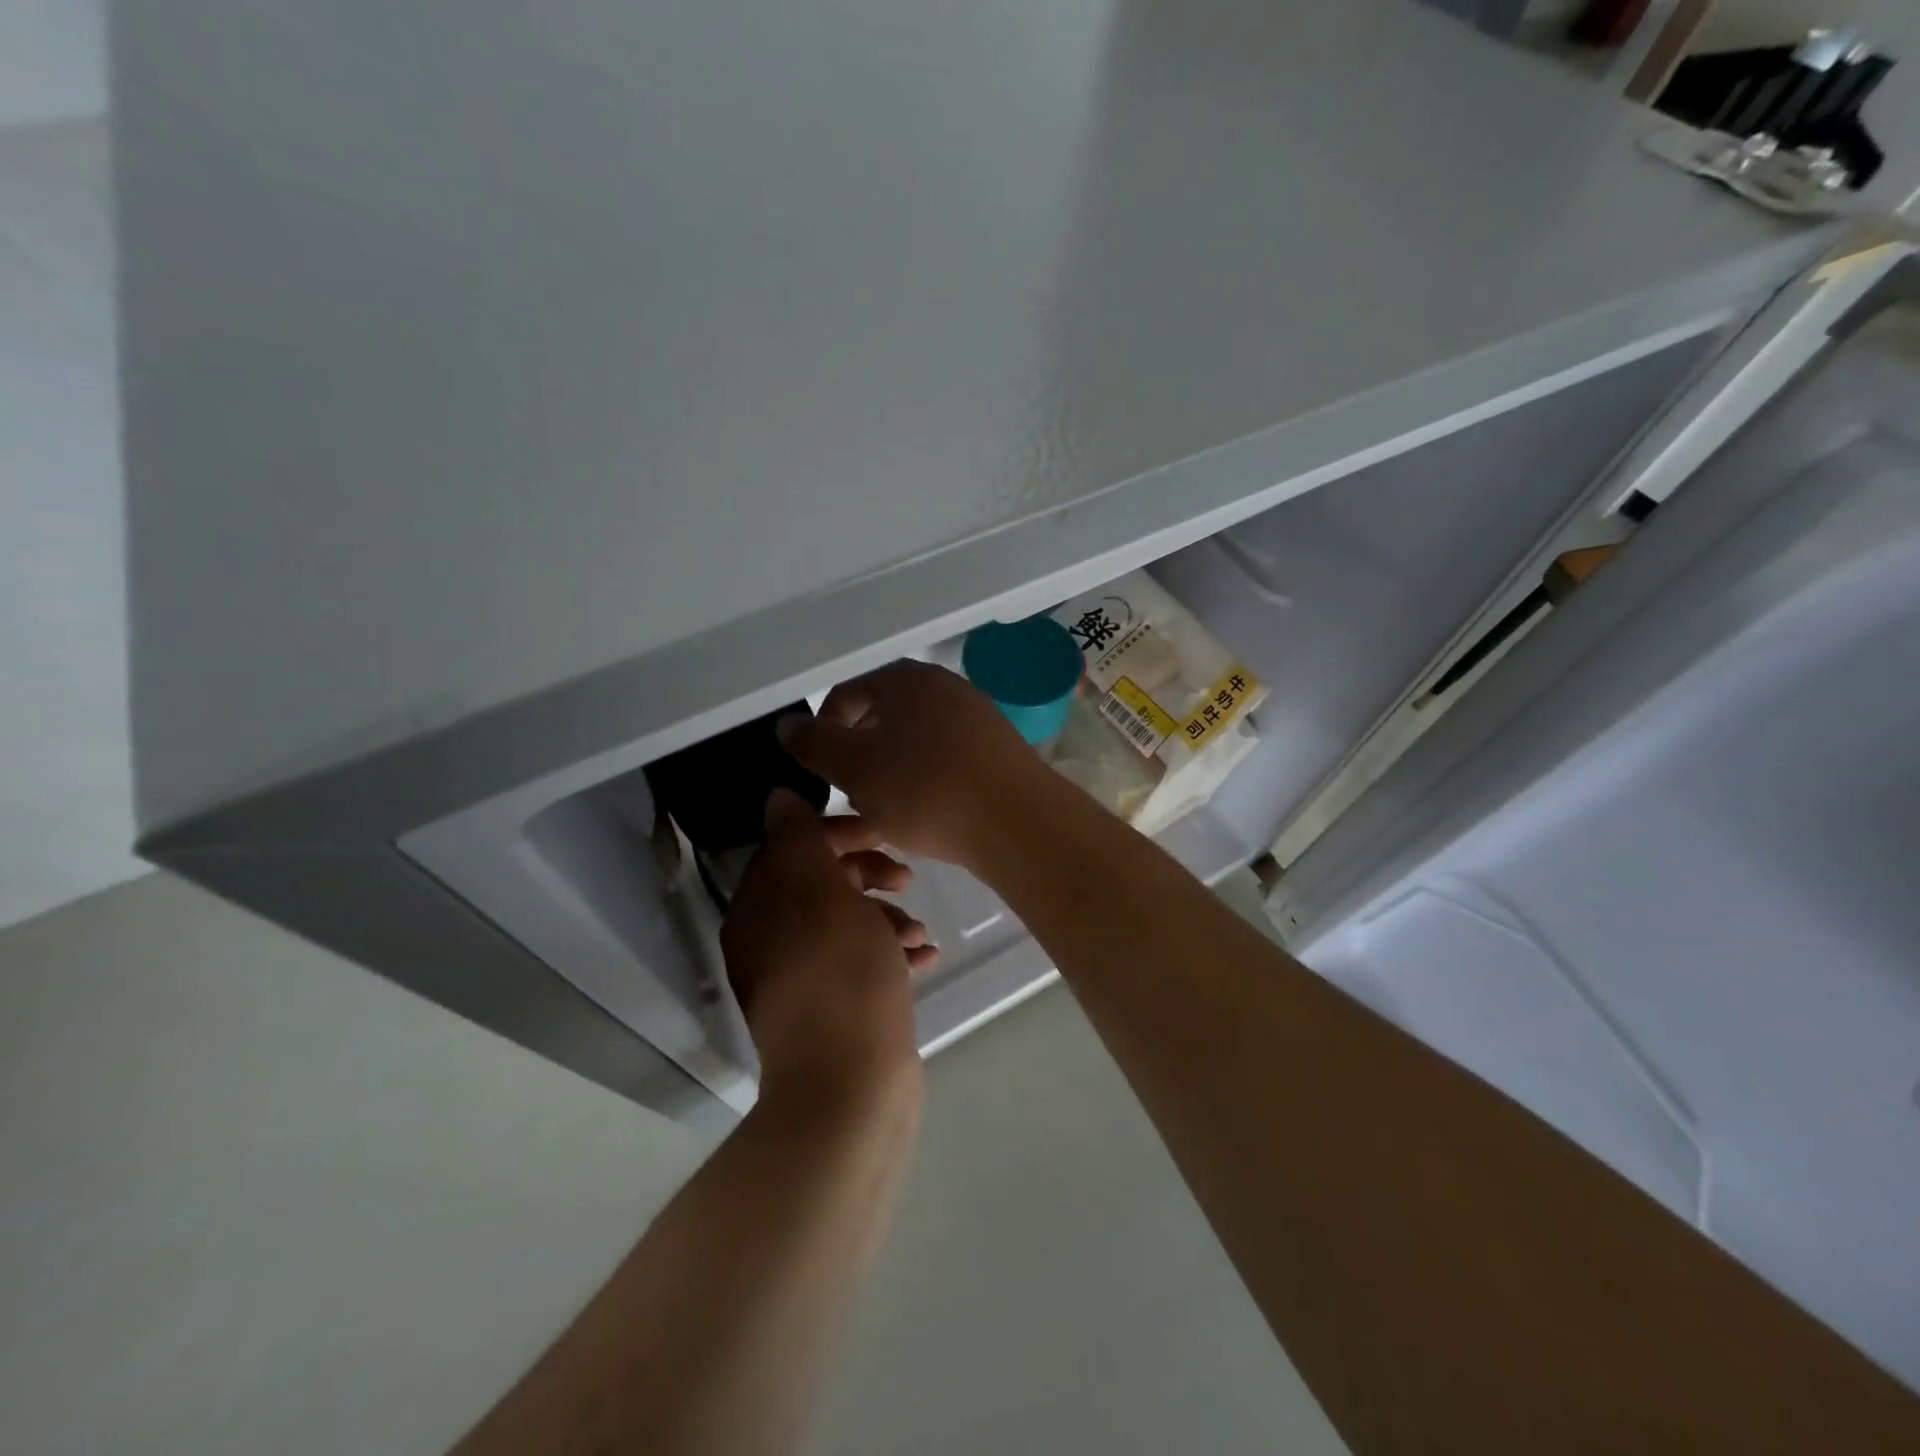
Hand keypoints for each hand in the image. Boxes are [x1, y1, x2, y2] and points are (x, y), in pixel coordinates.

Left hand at [721, 790, 932, 1102]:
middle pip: (820, 884)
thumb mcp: (822, 895)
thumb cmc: (841, 978)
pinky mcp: (833, 1010)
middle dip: (867, 873)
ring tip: (919, 931)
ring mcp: (802, 980)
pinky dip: (891, 955)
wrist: (850, 1090)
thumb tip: (778, 797)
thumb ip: (800, 840)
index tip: (882, 834)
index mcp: (759, 911)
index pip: (790, 847)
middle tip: (906, 878)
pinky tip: (925, 958)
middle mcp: (771, 942)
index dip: (837, 832)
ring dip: (885, 916)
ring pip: (846, 924)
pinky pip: (861, 964)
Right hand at [777, 660, 1051, 864]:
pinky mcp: (999, 748)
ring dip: (893, 767)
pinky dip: (928, 776)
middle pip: (883, 714)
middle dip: (860, 751)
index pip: (846, 694)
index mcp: (904, 679)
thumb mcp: (854, 769)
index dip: (823, 730)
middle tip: (851, 791)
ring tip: (887, 806)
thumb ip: (814, 744)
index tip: (820, 772)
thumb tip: (787, 724)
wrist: (1016, 821)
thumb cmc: (924, 789)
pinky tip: (929, 809)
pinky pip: (948, 756)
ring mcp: (976, 715)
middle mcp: (943, 686)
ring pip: (916, 738)